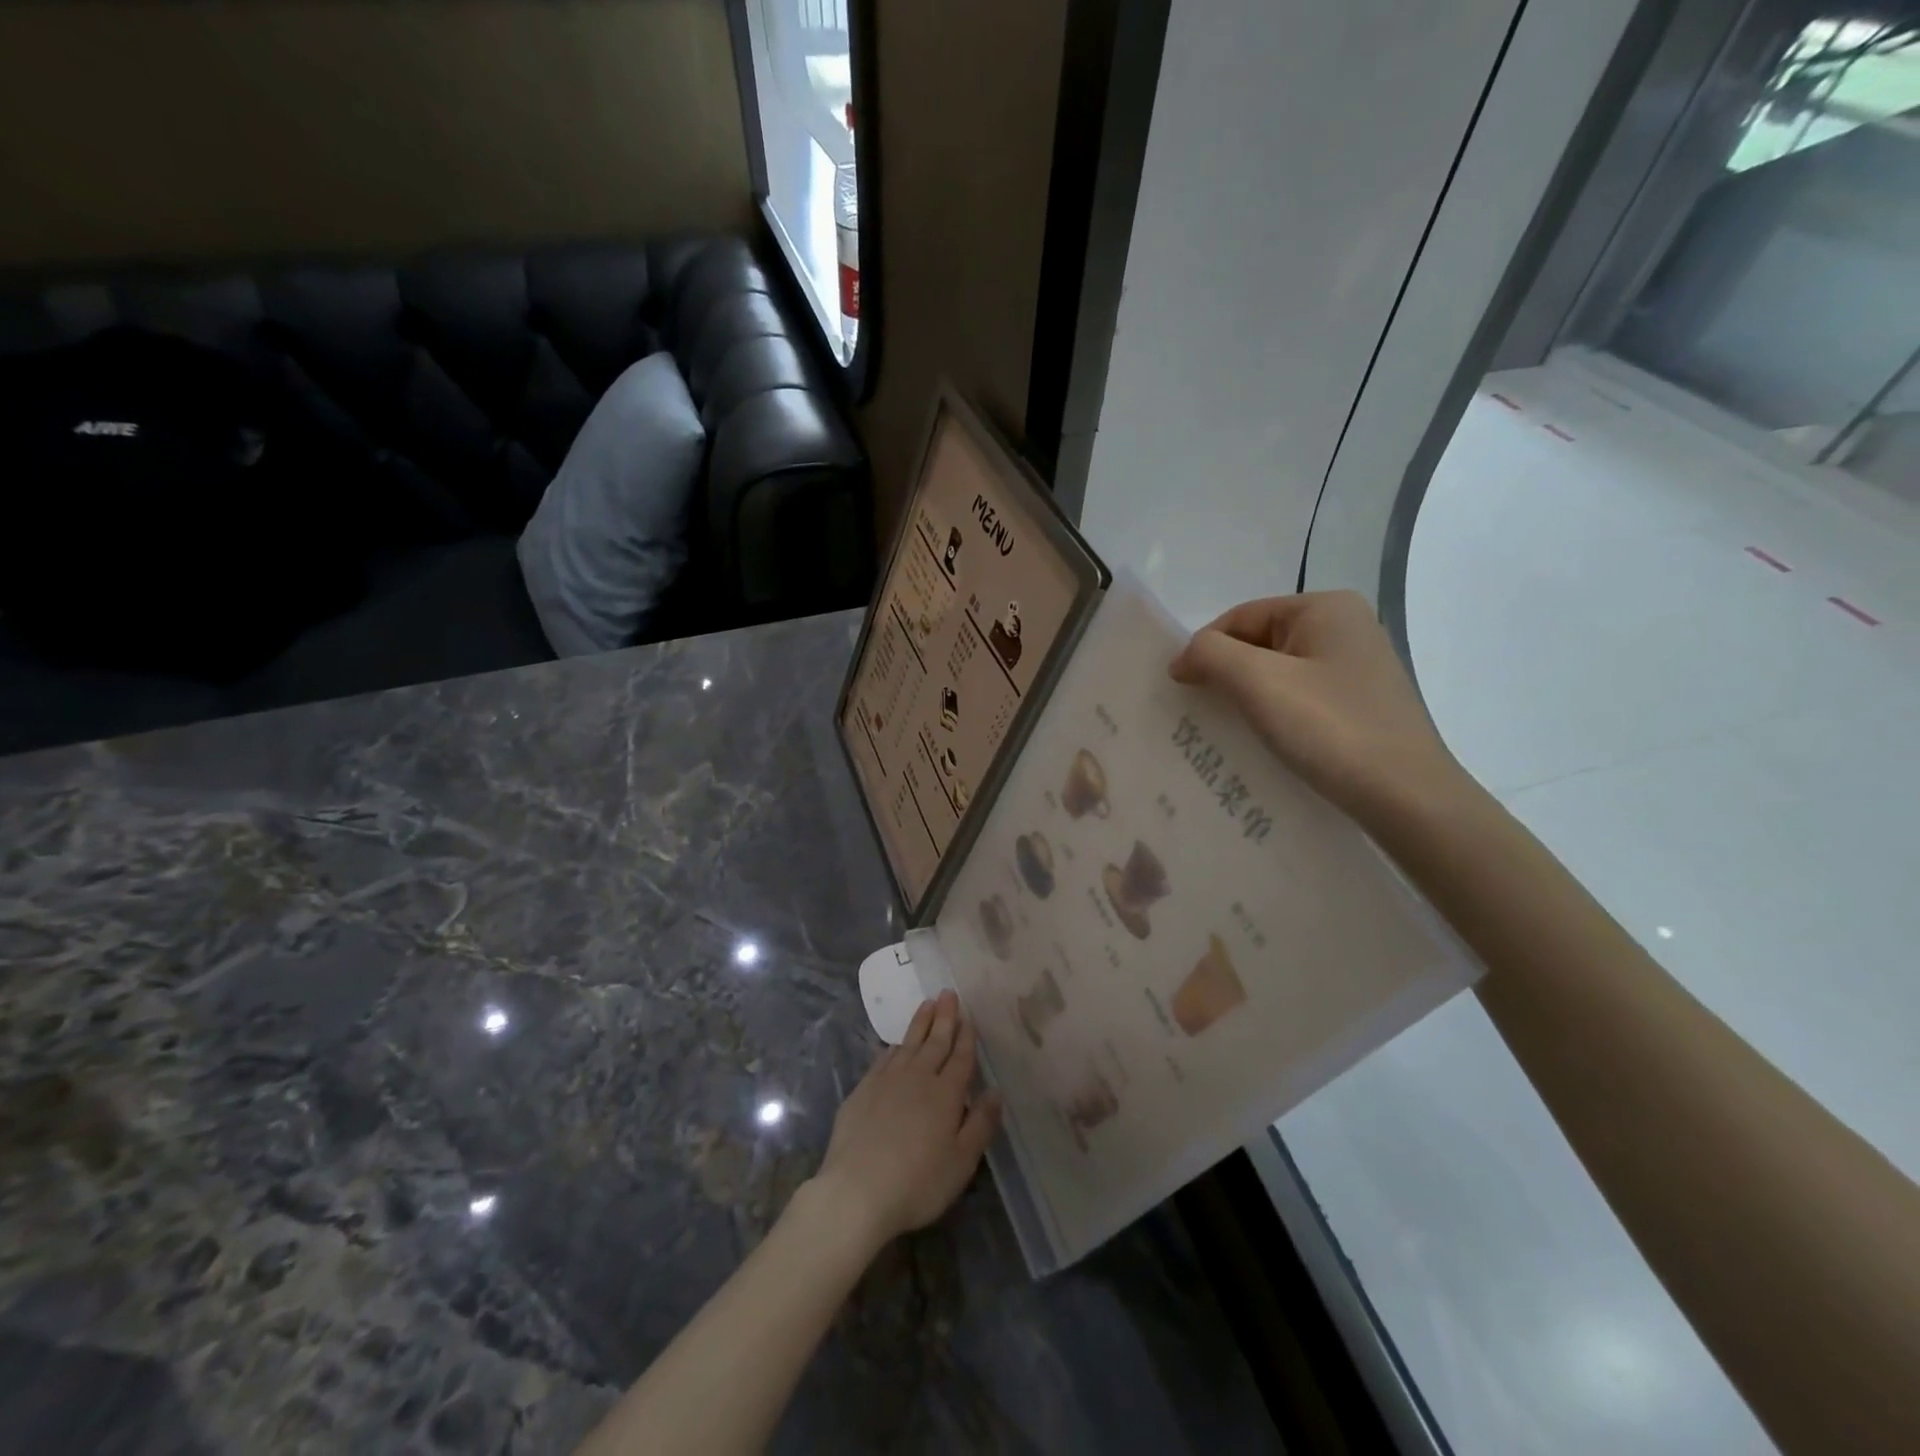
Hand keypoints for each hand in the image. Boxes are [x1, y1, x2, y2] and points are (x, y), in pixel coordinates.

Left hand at [810, 991, 1001, 1247]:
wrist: (856, 1191)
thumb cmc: (918, 1182)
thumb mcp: (961, 1162)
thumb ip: (981, 1124)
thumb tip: (996, 1092)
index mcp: (945, 1094)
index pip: (960, 1058)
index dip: (966, 1036)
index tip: (969, 1016)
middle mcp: (918, 1078)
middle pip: (935, 1042)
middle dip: (944, 1017)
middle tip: (948, 993)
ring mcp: (887, 1081)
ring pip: (909, 1044)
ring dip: (920, 1023)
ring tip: (927, 1003)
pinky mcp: (862, 1090)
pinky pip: (884, 1058)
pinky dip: (894, 1046)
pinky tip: (897, 1043)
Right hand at [1170, 591, 1471, 824]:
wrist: (1407, 797)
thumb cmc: (1329, 729)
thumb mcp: (1258, 682)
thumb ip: (1210, 655)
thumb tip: (1183, 658)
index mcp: (1325, 607)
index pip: (1240, 617)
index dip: (1204, 650)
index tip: (1181, 691)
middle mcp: (1346, 627)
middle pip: (1259, 643)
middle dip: (1225, 675)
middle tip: (1199, 714)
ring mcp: (1357, 667)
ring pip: (1278, 673)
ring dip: (1247, 699)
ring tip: (1227, 732)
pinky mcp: (1361, 704)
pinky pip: (1300, 698)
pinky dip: (1274, 715)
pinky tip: (1264, 742)